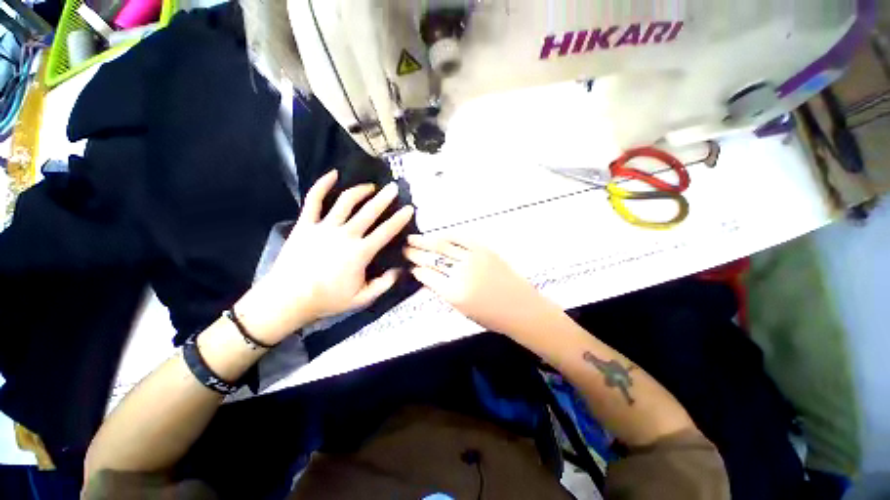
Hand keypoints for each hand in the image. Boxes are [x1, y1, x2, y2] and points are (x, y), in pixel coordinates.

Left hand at [236, 170, 414, 343]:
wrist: (287, 299)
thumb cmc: (327, 300)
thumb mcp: (362, 299)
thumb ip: (384, 284)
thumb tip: (399, 270)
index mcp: (360, 253)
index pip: (386, 231)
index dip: (399, 219)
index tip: (409, 208)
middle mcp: (345, 235)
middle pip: (369, 211)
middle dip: (384, 198)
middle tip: (394, 188)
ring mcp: (324, 227)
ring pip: (346, 201)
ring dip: (360, 191)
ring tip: (371, 187)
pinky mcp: (305, 224)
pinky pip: (314, 200)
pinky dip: (322, 184)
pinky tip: (333, 174)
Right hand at [403, 235, 557, 337]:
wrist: (520, 307)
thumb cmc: (490, 316)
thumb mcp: (461, 309)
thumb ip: (442, 291)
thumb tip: (426, 276)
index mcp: (453, 293)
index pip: (426, 276)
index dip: (415, 269)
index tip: (408, 265)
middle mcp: (460, 273)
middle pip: (432, 258)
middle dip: (415, 253)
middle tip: (404, 248)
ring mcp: (473, 258)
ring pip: (443, 245)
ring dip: (425, 241)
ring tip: (412, 238)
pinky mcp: (484, 249)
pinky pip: (461, 238)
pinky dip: (447, 235)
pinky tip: (437, 235)